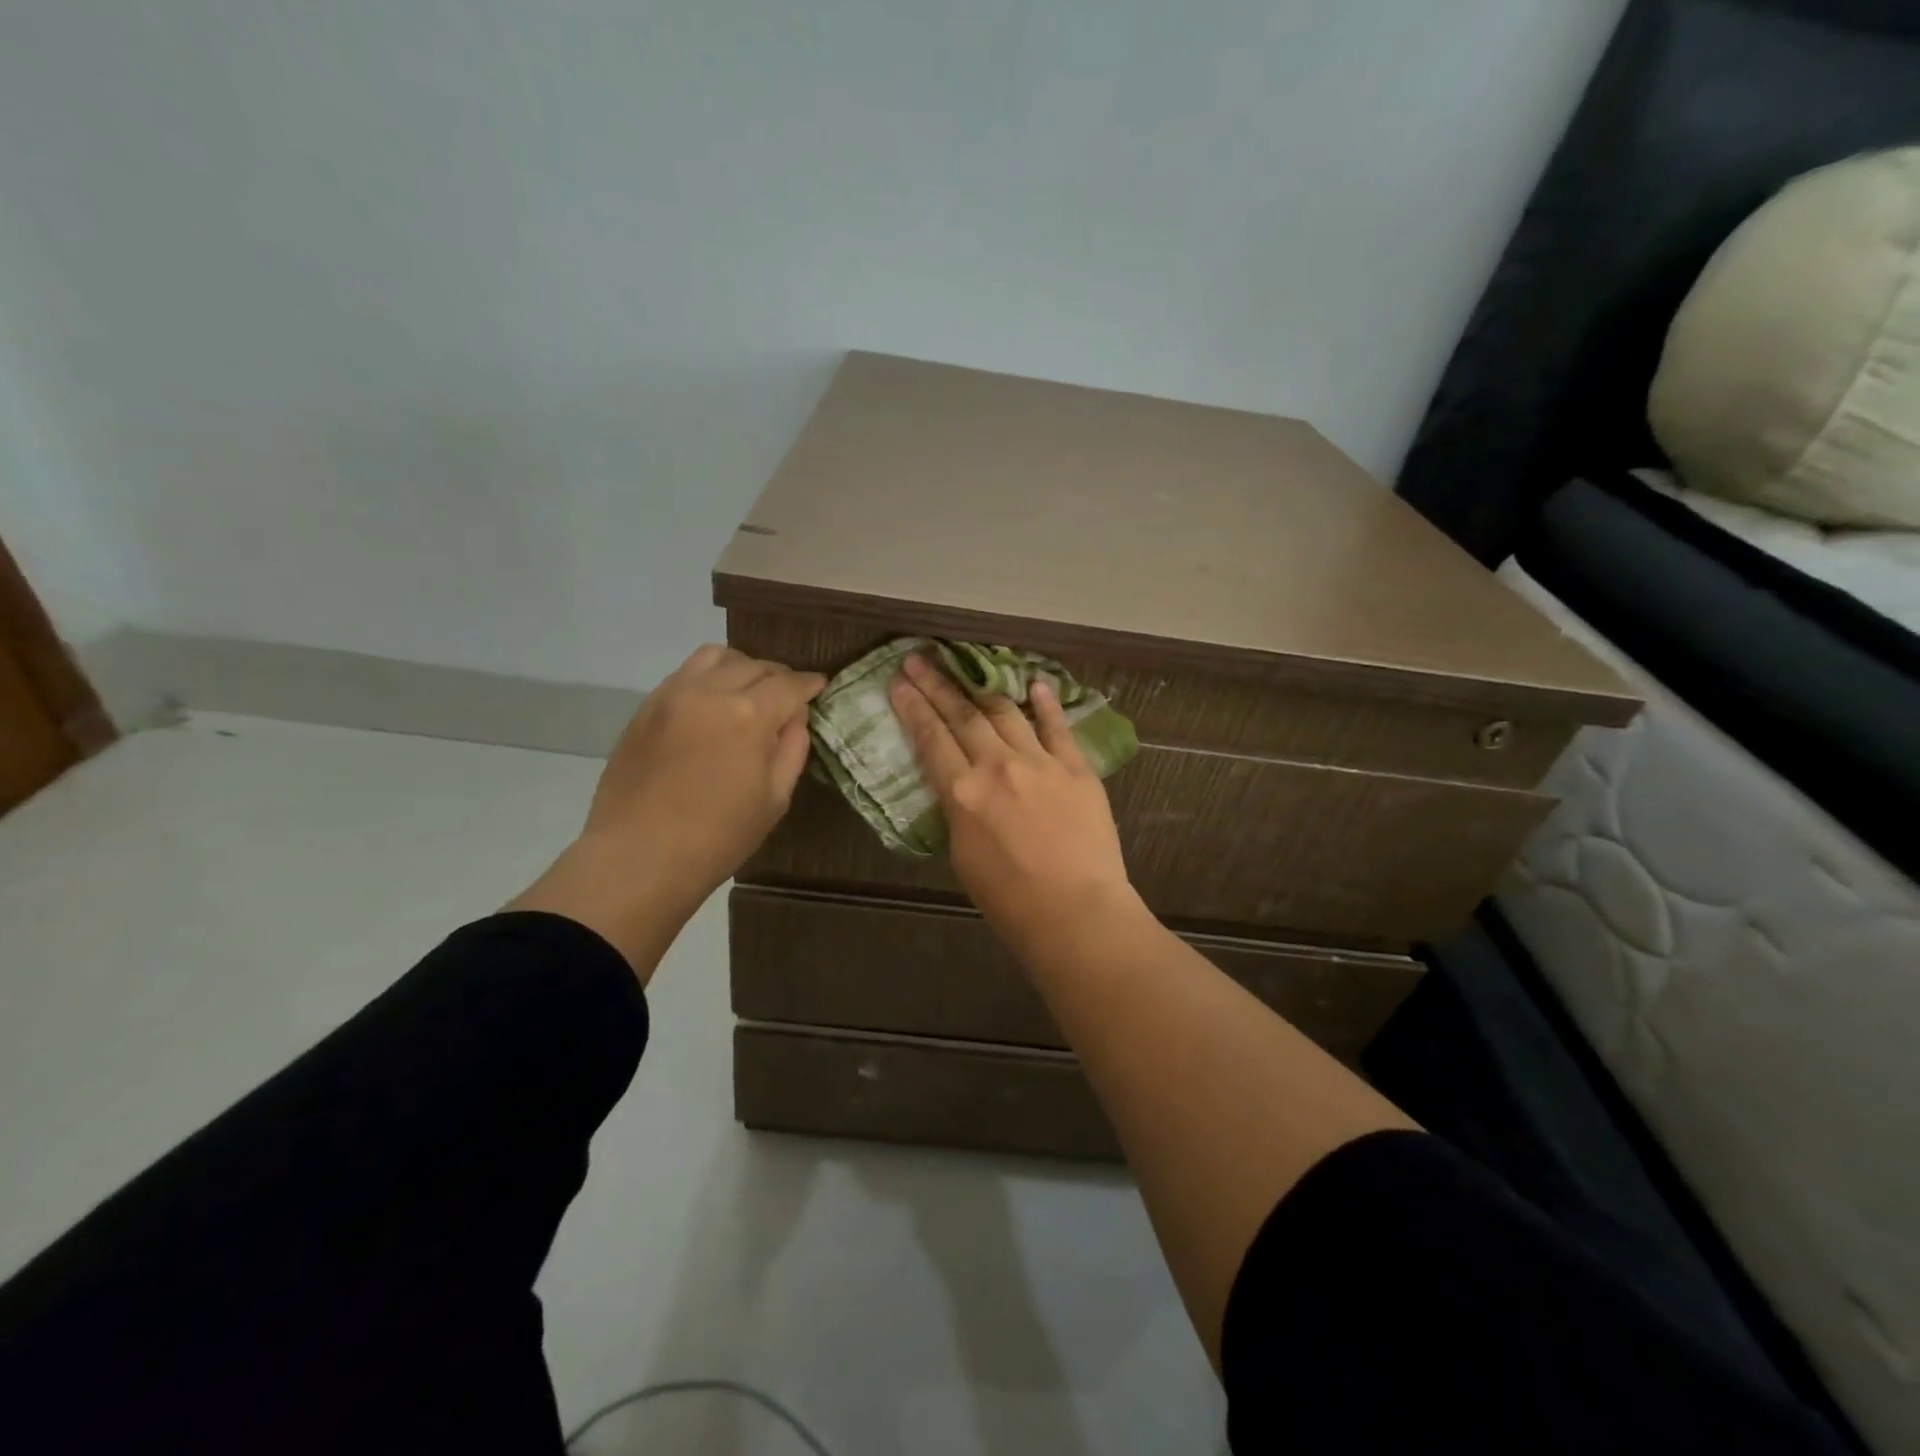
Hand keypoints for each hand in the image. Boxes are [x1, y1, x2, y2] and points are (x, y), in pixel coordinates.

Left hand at [510, 645, 824, 978]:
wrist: (639, 856)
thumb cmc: (718, 837)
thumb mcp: (775, 799)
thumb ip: (791, 749)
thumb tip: (794, 718)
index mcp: (749, 715)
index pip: (789, 684)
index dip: (809, 684)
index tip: (819, 686)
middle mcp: (711, 692)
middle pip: (755, 665)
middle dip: (779, 676)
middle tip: (788, 695)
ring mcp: (673, 695)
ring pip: (715, 657)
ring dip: (741, 667)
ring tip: (748, 689)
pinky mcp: (646, 707)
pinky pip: (684, 674)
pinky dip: (707, 677)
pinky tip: (712, 702)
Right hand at [888, 653, 1137, 956]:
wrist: (1075, 911)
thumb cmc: (1009, 899)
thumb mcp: (962, 855)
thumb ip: (958, 810)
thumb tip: (960, 785)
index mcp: (963, 793)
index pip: (931, 738)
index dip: (912, 707)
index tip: (899, 682)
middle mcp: (998, 766)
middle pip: (962, 715)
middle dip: (937, 684)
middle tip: (919, 659)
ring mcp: (1040, 762)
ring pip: (1006, 713)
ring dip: (982, 687)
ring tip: (965, 664)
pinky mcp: (1076, 768)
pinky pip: (1057, 727)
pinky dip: (1045, 703)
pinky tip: (1035, 683)